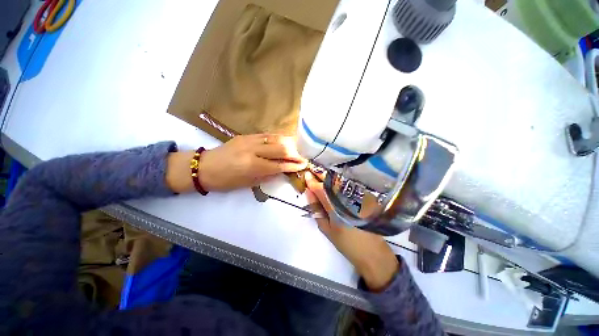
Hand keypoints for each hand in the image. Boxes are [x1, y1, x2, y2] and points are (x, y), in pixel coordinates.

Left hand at [167, 134, 307, 192]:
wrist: (204, 166)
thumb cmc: (224, 181)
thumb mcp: (247, 184)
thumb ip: (266, 176)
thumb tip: (281, 171)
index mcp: (252, 166)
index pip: (279, 165)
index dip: (293, 165)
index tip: (303, 165)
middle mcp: (252, 150)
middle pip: (280, 148)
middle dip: (294, 154)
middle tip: (302, 158)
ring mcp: (249, 140)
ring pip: (275, 138)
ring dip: (288, 144)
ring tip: (295, 149)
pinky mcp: (246, 135)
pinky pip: (266, 135)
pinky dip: (277, 138)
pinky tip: (283, 142)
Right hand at [305, 172, 398, 291]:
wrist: (372, 251)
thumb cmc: (346, 243)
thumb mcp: (326, 229)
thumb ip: (316, 209)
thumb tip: (309, 193)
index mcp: (336, 208)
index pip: (321, 189)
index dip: (312, 181)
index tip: (306, 175)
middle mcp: (349, 199)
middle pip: (332, 181)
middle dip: (321, 175)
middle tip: (313, 172)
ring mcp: (359, 197)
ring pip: (341, 181)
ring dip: (330, 178)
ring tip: (322, 177)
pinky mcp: (366, 197)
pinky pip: (350, 186)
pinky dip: (340, 183)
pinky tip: (335, 185)